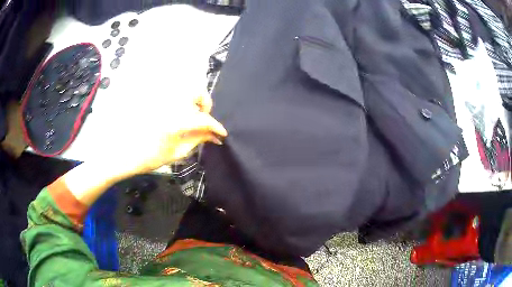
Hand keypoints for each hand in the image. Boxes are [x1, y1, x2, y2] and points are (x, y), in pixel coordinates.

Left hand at [62, 93, 225, 206]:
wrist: (124, 153)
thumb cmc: (149, 157)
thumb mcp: (176, 152)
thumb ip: (197, 140)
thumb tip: (214, 136)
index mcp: (176, 120)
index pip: (204, 119)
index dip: (216, 126)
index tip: (222, 134)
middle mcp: (170, 104)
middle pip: (196, 91)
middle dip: (205, 103)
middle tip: (202, 119)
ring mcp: (161, 99)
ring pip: (185, 89)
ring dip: (193, 100)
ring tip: (191, 116)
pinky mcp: (155, 99)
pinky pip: (173, 93)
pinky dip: (181, 100)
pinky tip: (178, 114)